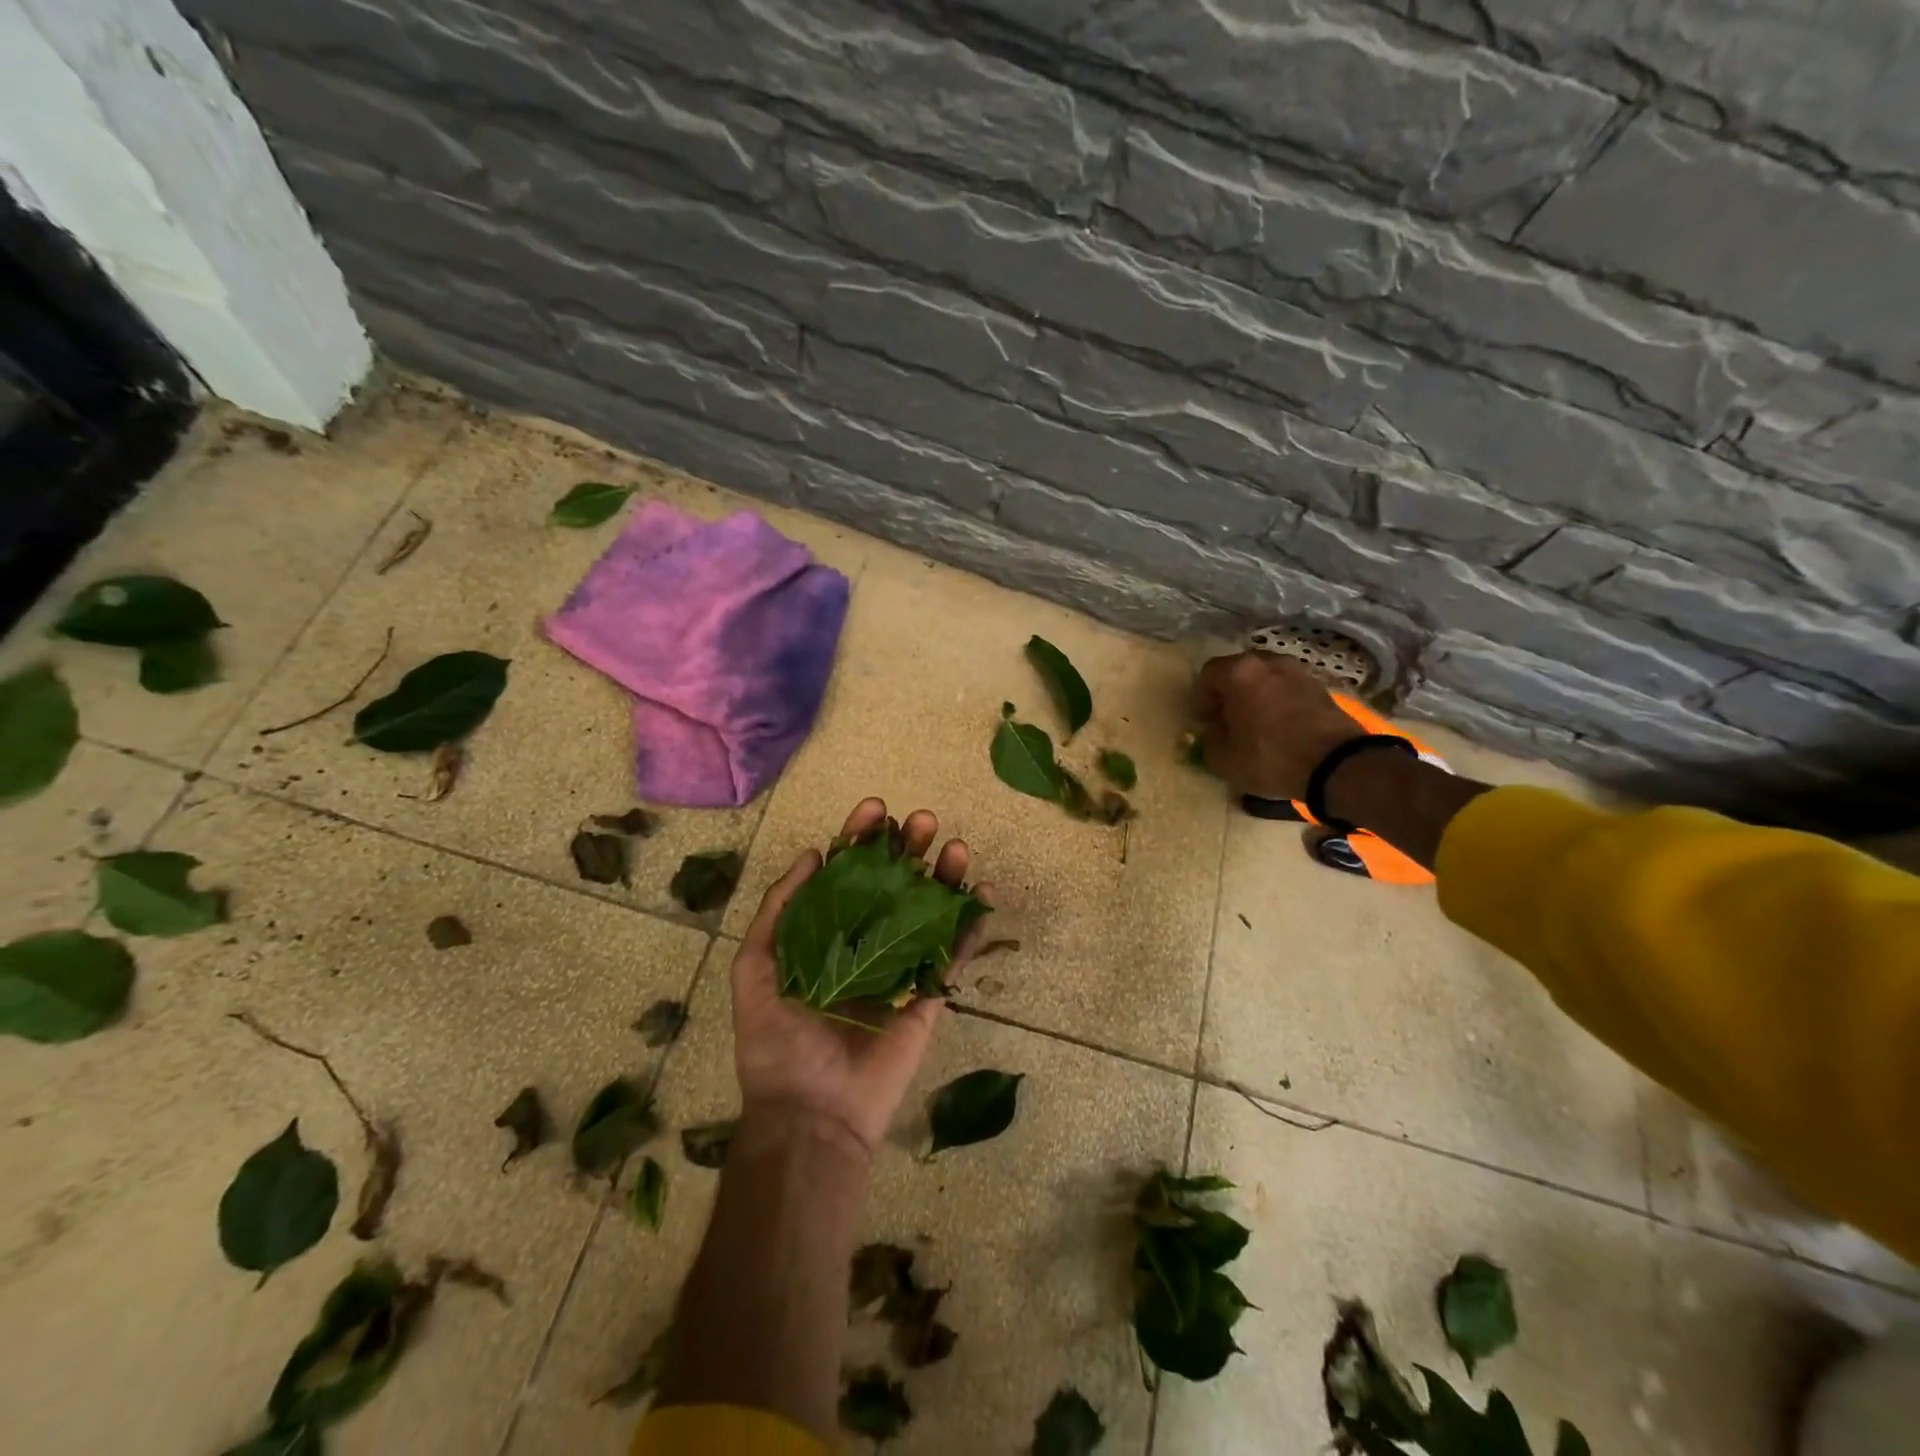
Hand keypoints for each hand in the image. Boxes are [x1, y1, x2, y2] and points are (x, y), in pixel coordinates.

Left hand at [729, 797, 993, 1155]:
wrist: (811, 1114)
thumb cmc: (777, 1042)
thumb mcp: (757, 969)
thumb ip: (779, 911)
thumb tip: (812, 854)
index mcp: (827, 933)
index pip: (847, 872)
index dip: (861, 838)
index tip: (877, 808)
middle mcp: (866, 941)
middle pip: (894, 883)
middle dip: (909, 848)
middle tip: (923, 821)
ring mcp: (901, 967)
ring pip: (929, 910)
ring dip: (945, 875)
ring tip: (956, 846)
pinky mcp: (929, 995)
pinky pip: (955, 953)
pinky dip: (973, 924)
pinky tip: (983, 891)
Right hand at [1192, 651, 1363, 800]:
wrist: (1335, 764)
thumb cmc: (1269, 756)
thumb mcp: (1223, 759)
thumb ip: (1209, 740)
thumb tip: (1215, 732)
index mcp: (1239, 672)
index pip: (1208, 674)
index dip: (1201, 698)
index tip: (1204, 721)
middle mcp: (1269, 662)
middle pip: (1239, 671)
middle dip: (1229, 693)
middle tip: (1227, 719)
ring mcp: (1299, 672)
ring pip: (1266, 679)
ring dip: (1256, 696)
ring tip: (1256, 723)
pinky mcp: (1321, 688)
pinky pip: (1288, 690)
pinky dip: (1280, 702)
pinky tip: (1280, 727)